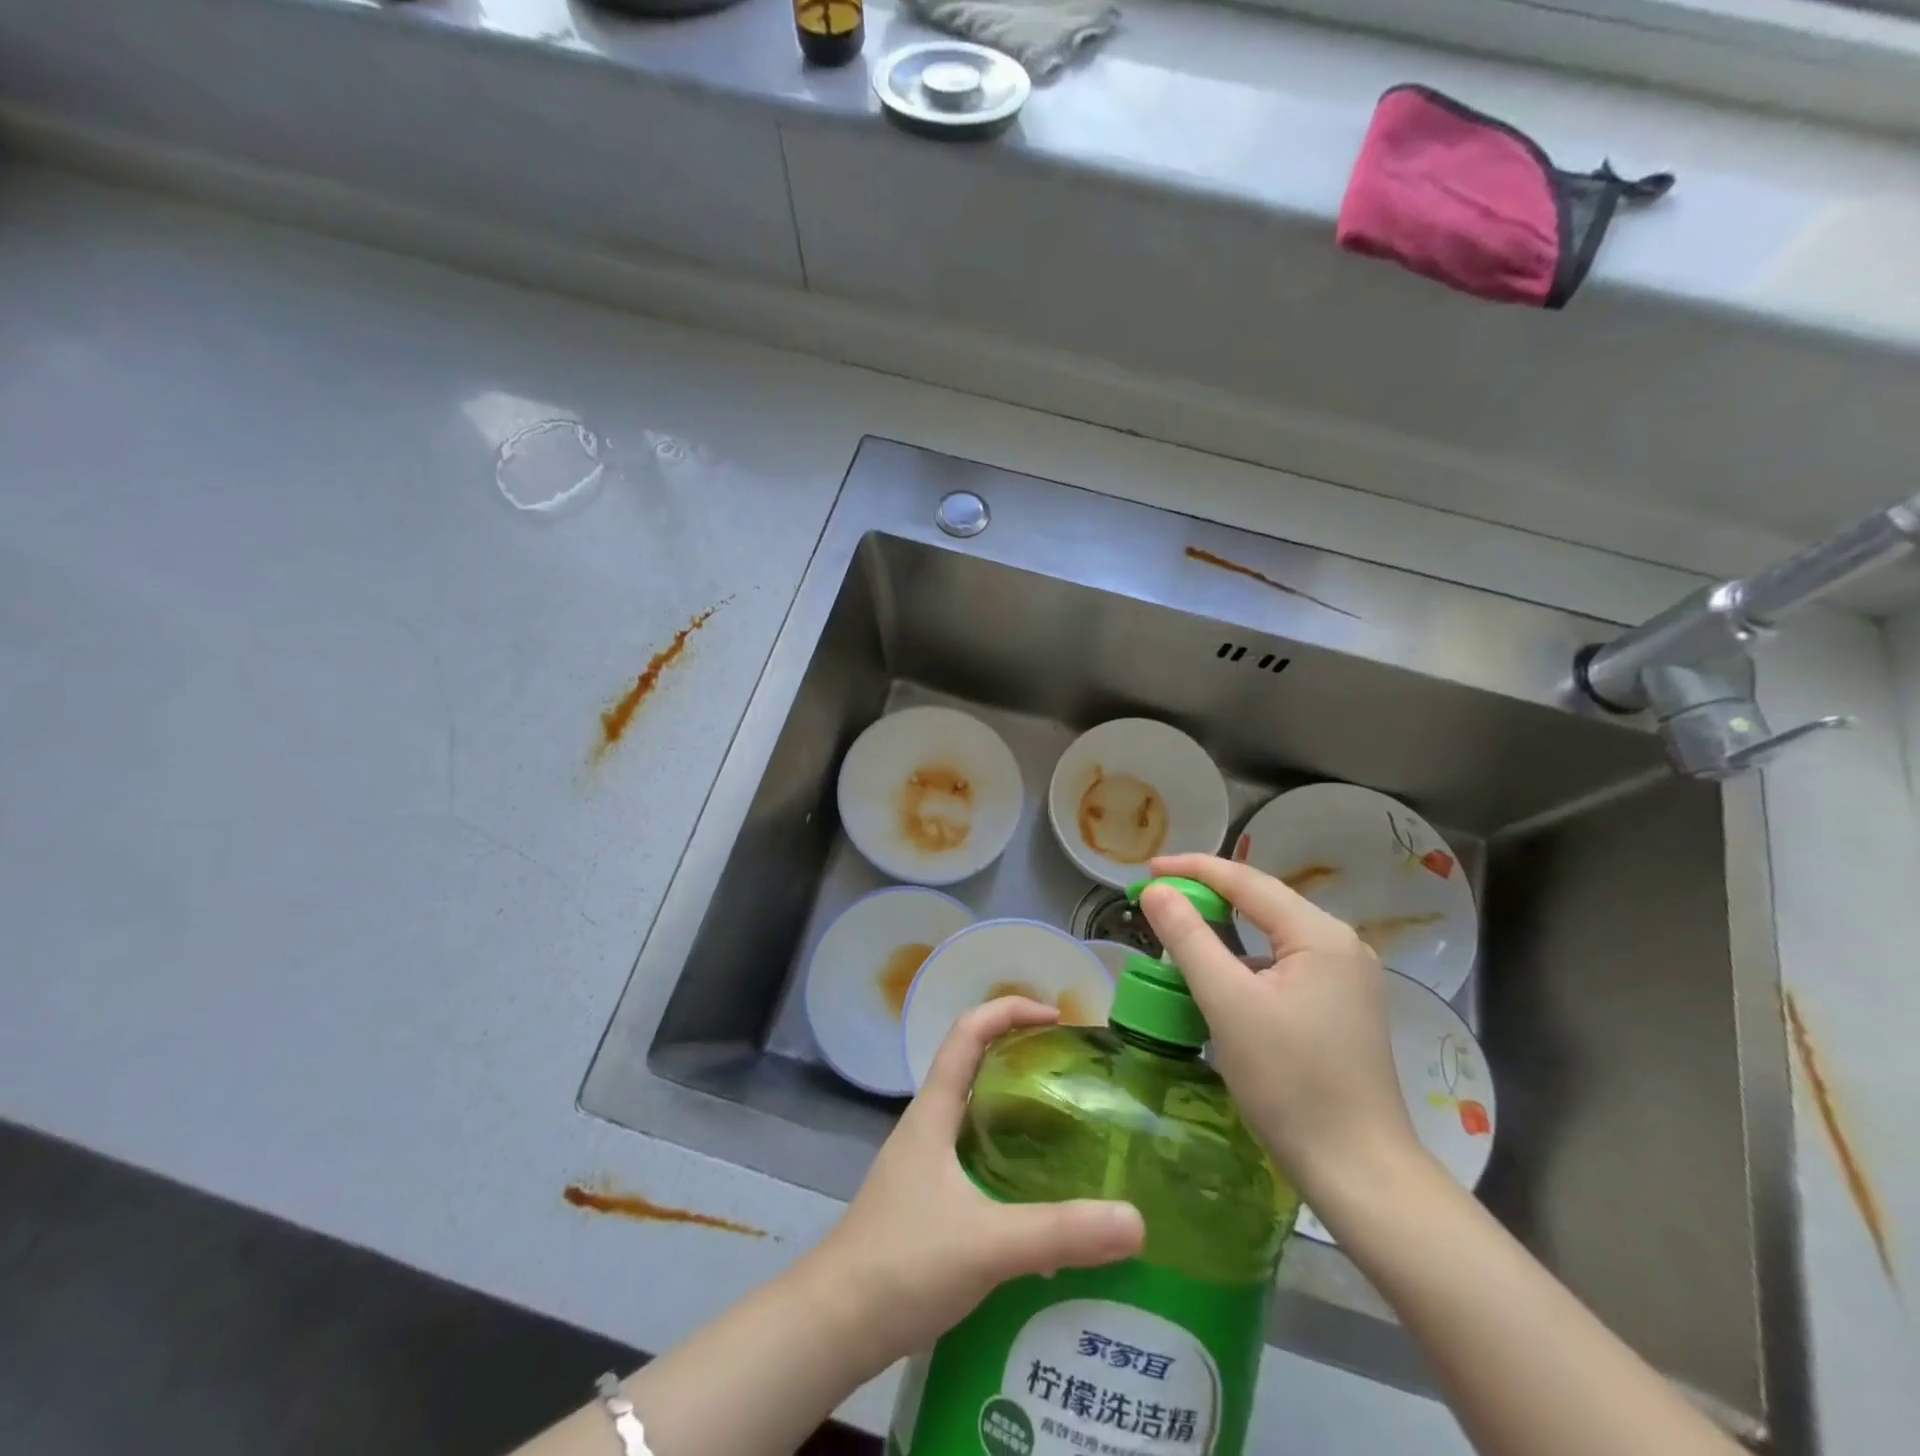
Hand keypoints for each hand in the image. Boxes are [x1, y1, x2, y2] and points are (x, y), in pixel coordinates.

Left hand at [804, 997, 1144, 1368]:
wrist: (833, 1325)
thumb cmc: (902, 1262)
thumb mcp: (987, 1243)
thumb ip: (1059, 1232)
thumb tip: (1136, 1220)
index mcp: (934, 1111)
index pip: (967, 1032)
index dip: (1008, 1010)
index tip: (1055, 1017)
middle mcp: (927, 1126)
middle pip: (973, 1066)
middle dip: (1019, 1056)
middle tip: (1071, 1072)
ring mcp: (923, 1165)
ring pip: (974, 1115)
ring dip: (1015, 1109)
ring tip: (1067, 1127)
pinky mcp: (926, 1203)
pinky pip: (974, 1158)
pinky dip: (1008, 1158)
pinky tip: (1039, 1197)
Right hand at [1139, 854, 1420, 1200]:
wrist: (1360, 1172)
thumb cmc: (1290, 1082)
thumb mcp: (1227, 1003)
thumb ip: (1189, 938)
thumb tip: (1157, 890)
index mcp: (1320, 934)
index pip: (1247, 881)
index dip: (1193, 869)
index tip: (1147, 869)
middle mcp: (1341, 945)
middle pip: (1264, 902)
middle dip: (1209, 895)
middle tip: (1159, 897)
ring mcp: (1347, 978)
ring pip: (1274, 935)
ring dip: (1227, 929)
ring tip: (1182, 930)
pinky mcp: (1343, 1007)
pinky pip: (1285, 964)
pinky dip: (1247, 961)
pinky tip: (1223, 978)